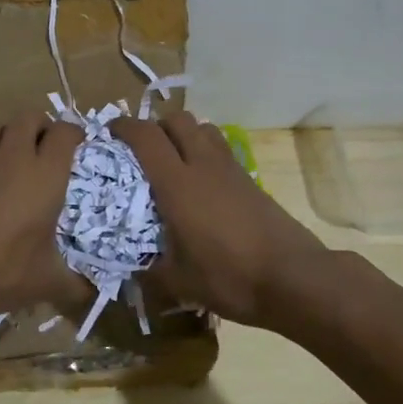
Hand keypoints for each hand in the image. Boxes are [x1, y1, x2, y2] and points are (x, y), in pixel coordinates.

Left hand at [0, 113, 87, 338]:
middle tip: (47, 147)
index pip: (64, 132)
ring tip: (18, 158)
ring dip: (12, 134)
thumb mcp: (45, 283)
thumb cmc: (0, 271)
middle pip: (29, 117)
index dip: (74, 132)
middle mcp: (13, 158)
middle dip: (41, 125)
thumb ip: (74, 285)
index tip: (78, 143)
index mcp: (45, 175)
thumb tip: (90, 293)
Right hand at [111, 112, 330, 330]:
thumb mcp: (179, 283)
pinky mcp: (250, 179)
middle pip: (177, 120)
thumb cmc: (229, 277)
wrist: (293, 278)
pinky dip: (204, 151)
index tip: (109, 132)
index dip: (124, 127)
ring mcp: (231, 169)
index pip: (146, 137)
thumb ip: (150, 272)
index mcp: (177, 184)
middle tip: (141, 148)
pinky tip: (201, 183)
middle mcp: (203, 165)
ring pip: (203, 128)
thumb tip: (132, 271)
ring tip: (172, 159)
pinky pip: (221, 149)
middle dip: (155, 125)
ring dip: (183, 134)